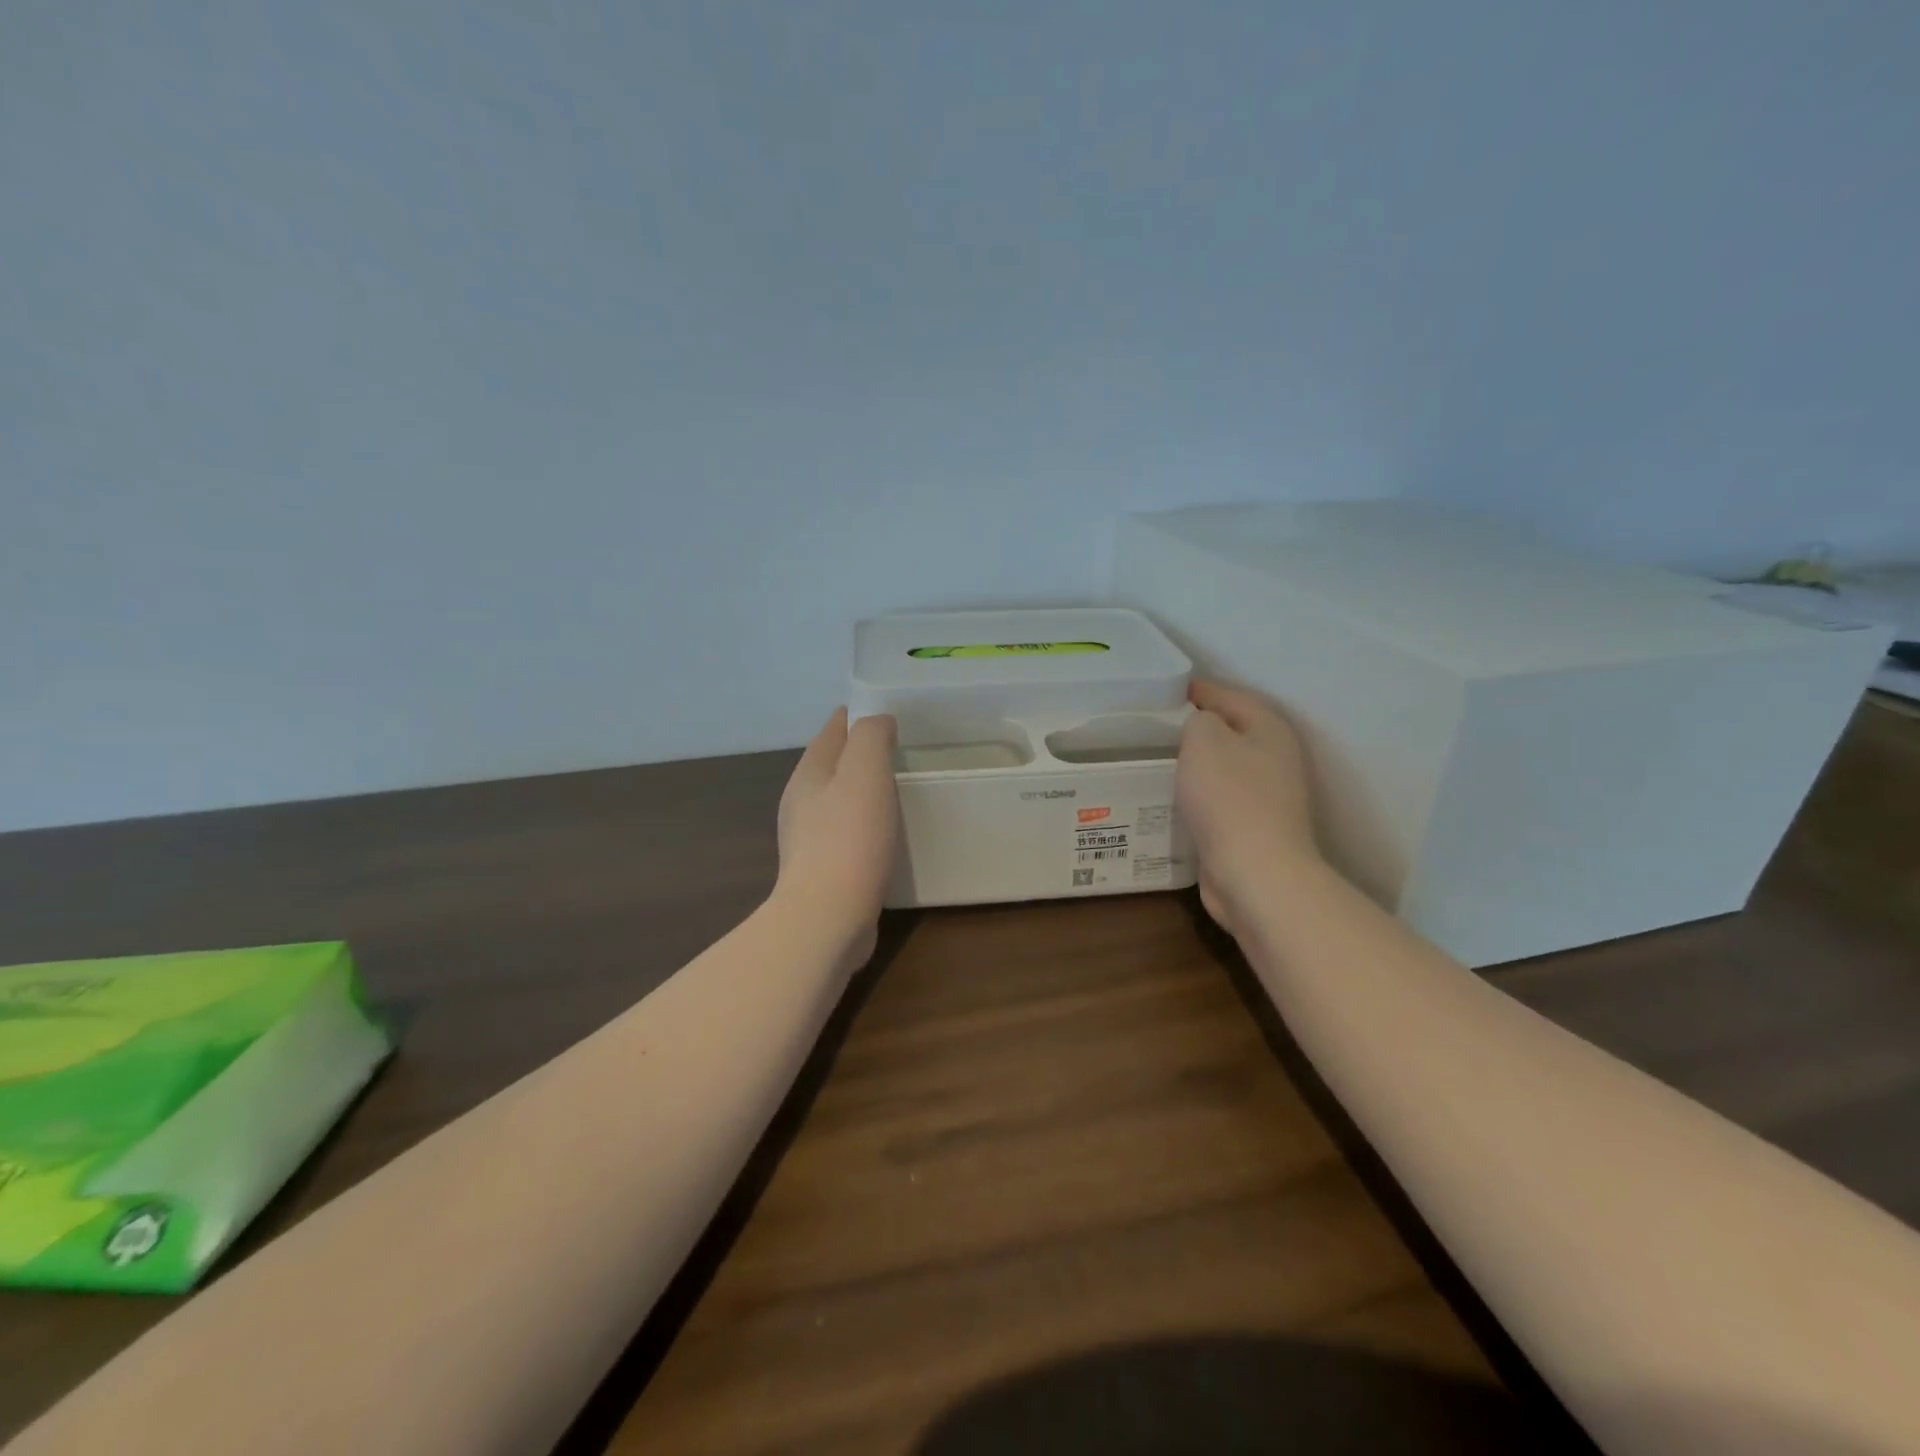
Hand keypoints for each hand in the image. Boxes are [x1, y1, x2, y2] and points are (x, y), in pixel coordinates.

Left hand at [774, 709, 899, 949]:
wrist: (827, 918)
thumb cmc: (849, 839)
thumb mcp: (865, 772)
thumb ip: (871, 737)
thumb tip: (878, 721)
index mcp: (809, 772)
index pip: (834, 728)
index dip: (861, 716)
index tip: (894, 715)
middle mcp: (801, 800)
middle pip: (834, 763)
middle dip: (863, 753)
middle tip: (903, 752)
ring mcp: (808, 837)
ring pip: (839, 799)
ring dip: (863, 791)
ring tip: (899, 790)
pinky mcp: (822, 869)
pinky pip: (846, 832)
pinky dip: (864, 824)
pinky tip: (885, 834)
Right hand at [1177, 681, 1318, 936]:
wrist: (1255, 873)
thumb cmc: (1229, 798)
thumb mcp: (1204, 740)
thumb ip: (1198, 720)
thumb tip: (1200, 724)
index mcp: (1270, 729)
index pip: (1231, 696)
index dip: (1199, 690)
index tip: (1164, 692)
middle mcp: (1276, 759)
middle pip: (1232, 733)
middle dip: (1197, 729)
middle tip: (1155, 727)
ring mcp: (1269, 798)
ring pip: (1225, 769)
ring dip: (1196, 765)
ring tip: (1157, 761)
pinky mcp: (1254, 830)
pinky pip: (1219, 801)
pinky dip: (1198, 796)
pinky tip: (1172, 799)